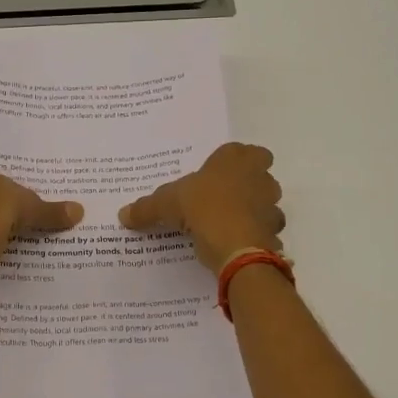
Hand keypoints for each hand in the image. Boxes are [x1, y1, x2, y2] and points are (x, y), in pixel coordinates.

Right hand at [119, 142, 284, 271]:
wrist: (237, 246)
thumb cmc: (203, 208)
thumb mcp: (166, 204)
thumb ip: (146, 207)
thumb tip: (123, 214)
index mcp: (236, 159)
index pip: (246, 151)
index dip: (234, 162)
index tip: (218, 175)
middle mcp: (260, 176)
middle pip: (260, 175)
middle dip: (247, 185)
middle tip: (223, 198)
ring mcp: (271, 205)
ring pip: (267, 203)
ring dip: (254, 211)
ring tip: (229, 224)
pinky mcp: (274, 232)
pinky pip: (266, 231)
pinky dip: (255, 236)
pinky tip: (236, 244)